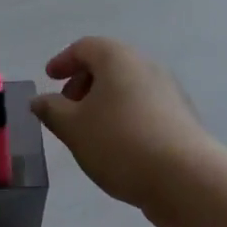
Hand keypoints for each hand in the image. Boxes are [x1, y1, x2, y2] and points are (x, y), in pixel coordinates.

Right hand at [32, 37, 219, 226]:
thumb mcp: (73, 128)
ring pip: (127, 88)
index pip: (85, 47)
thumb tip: (40, 100)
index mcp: (118, 59)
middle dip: (83, 83)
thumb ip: (51, 110)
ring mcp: (169, 92)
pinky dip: (124, 117)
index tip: (49, 78)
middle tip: (67, 108)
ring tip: (88, 132)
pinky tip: (116, 146)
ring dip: (104, 102)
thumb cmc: (120, 143)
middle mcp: (146, 67)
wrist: (186, 179)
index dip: (63, 61)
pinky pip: (144, 108)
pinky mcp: (181, 119)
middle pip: (109, 65)